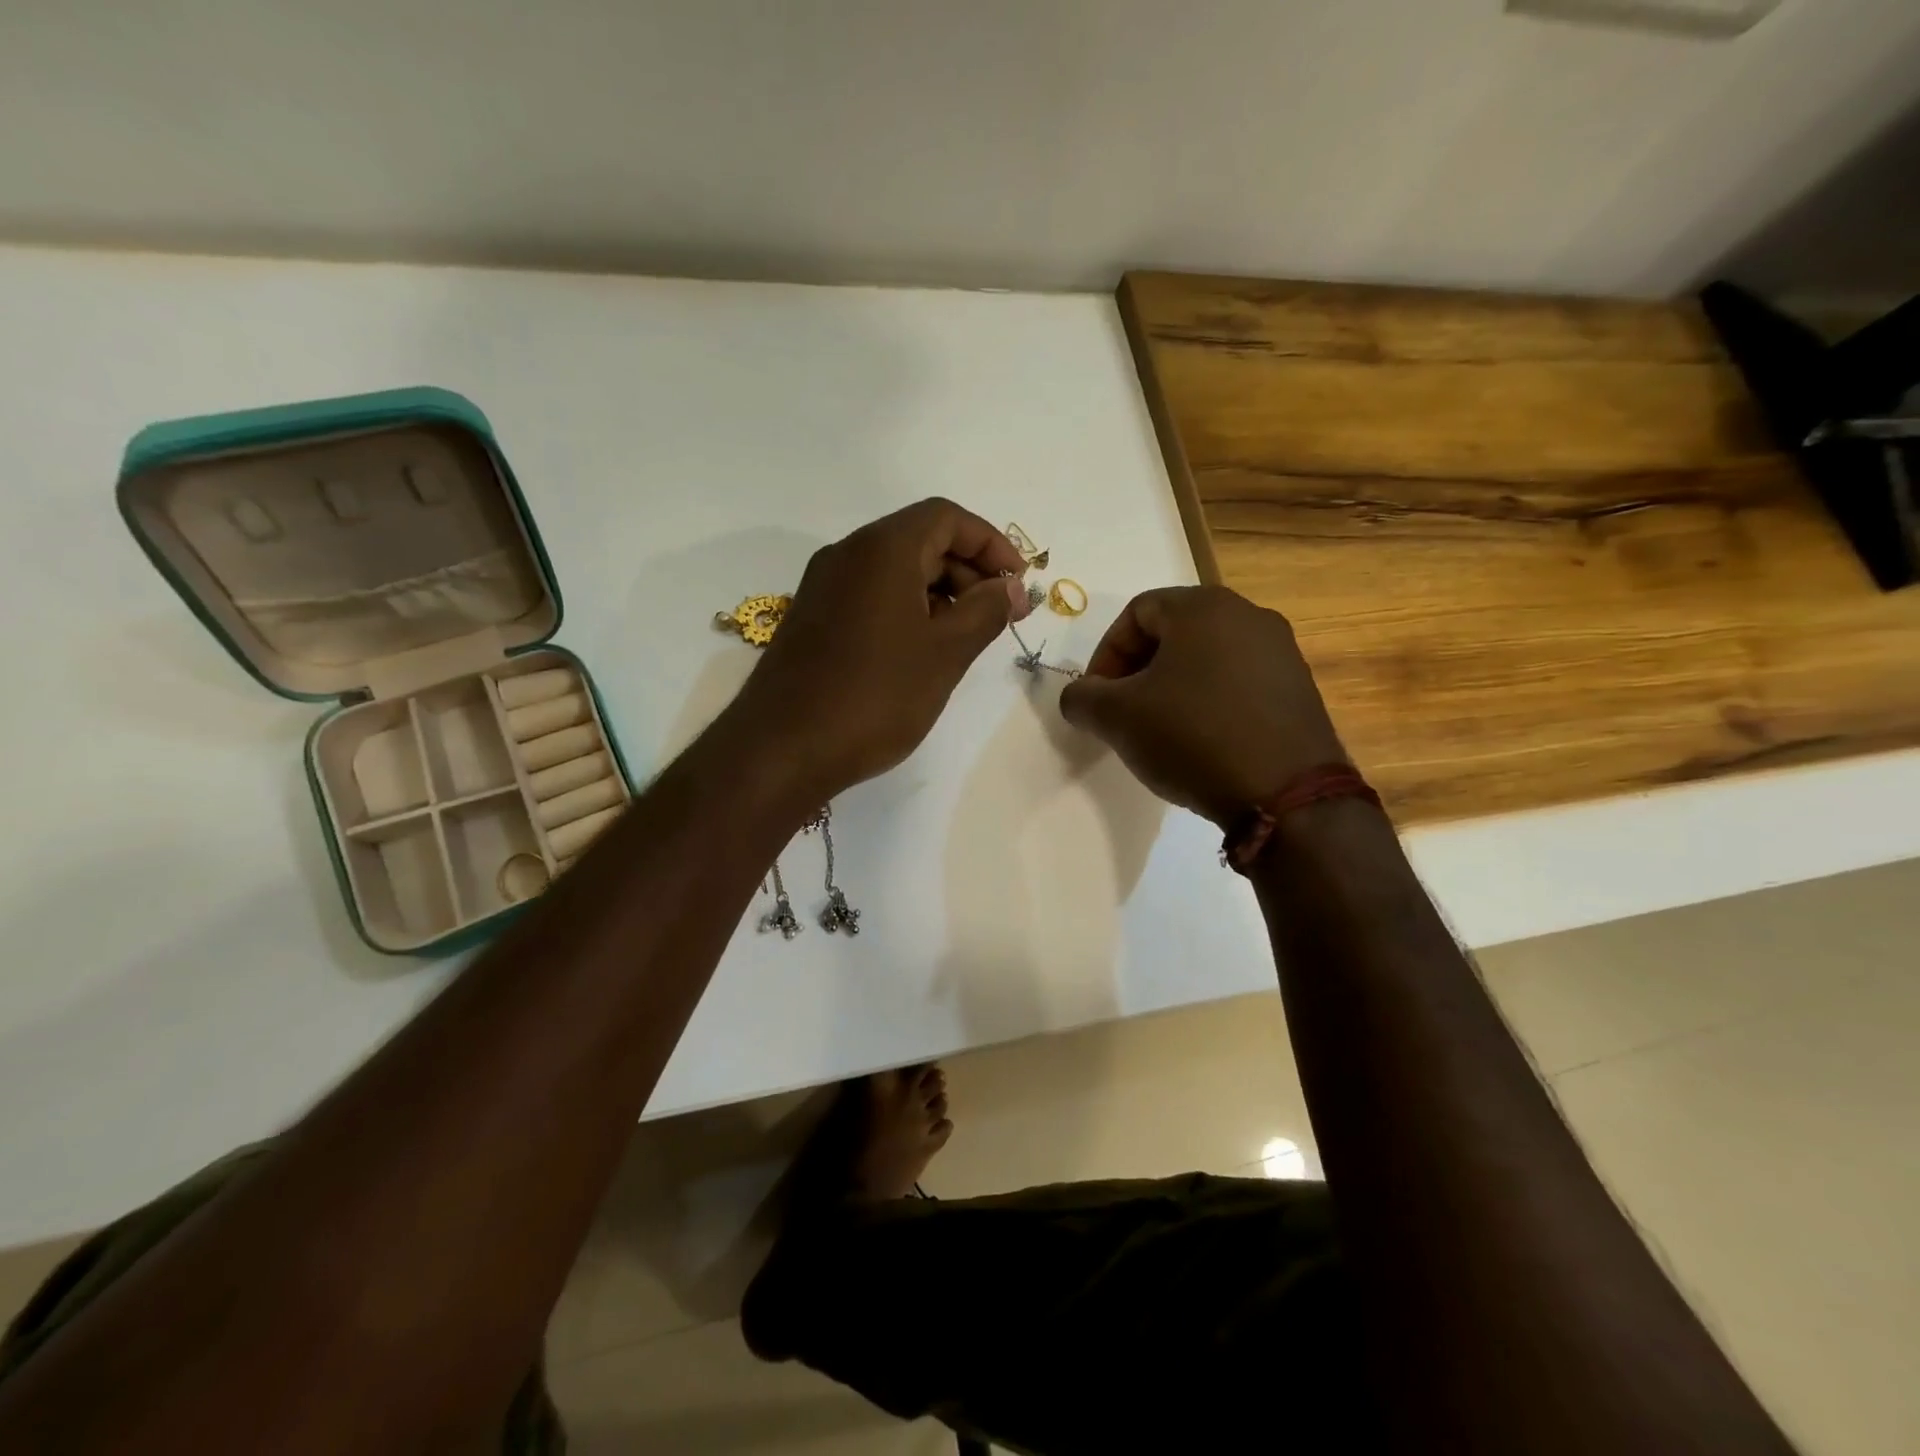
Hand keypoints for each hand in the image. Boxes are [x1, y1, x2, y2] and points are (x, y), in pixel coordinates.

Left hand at [734, 498, 1032, 799]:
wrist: (782, 749)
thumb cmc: (875, 696)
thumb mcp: (945, 654)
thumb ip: (985, 611)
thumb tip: (1011, 587)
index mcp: (882, 549)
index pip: (947, 518)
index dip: (991, 544)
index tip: (1017, 585)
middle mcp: (847, 554)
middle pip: (920, 540)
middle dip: (968, 571)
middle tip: (998, 616)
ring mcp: (823, 587)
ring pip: (895, 570)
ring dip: (939, 593)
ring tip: (964, 639)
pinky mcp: (812, 619)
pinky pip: (870, 595)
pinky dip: (907, 609)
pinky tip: (922, 652)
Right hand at [1058, 586, 1347, 826]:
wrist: (1286, 794)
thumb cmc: (1193, 737)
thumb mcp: (1117, 718)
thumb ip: (1082, 697)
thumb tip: (1079, 696)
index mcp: (1203, 607)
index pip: (1136, 613)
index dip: (1106, 654)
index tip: (1097, 698)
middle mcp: (1248, 615)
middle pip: (1173, 632)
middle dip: (1137, 671)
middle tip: (1123, 713)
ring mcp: (1281, 652)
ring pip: (1206, 658)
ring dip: (1172, 688)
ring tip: (1160, 731)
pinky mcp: (1299, 689)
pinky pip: (1238, 683)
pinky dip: (1209, 703)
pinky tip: (1201, 742)